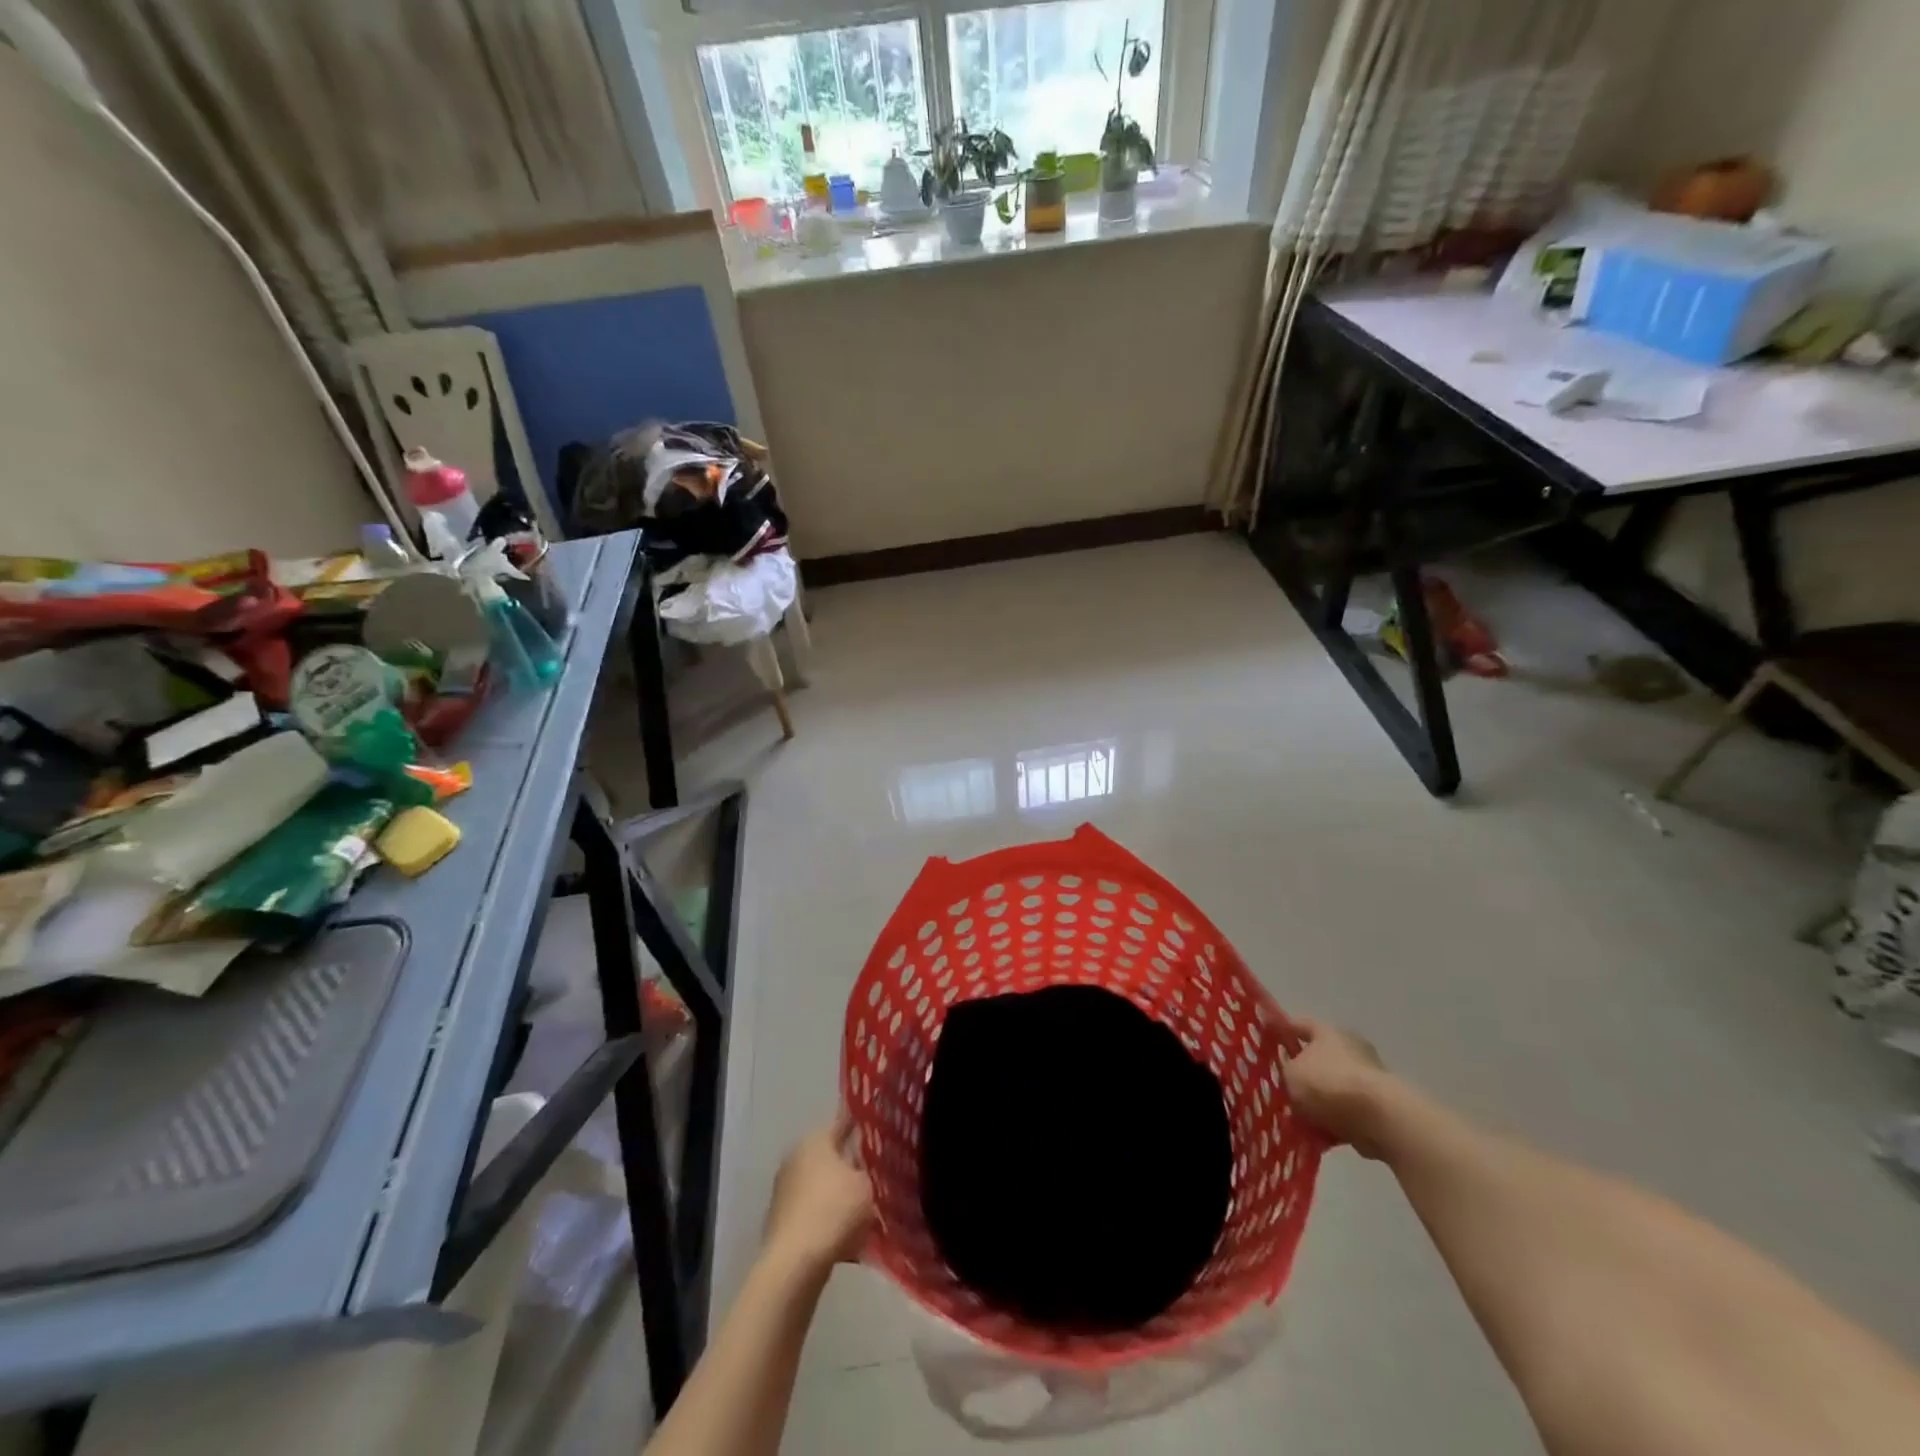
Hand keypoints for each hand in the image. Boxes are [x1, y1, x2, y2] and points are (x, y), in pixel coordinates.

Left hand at [763, 1108, 875, 1274]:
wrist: (794, 1264)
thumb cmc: (834, 1211)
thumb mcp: (866, 1184)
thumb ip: (869, 1170)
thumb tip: (864, 1168)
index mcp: (815, 1139)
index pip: (843, 1124)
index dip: (863, 1130)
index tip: (881, 1138)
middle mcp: (795, 1157)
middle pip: (831, 1157)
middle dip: (851, 1167)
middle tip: (876, 1179)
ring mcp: (784, 1190)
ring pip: (822, 1186)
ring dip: (839, 1196)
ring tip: (865, 1211)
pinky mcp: (781, 1220)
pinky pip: (813, 1212)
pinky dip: (827, 1219)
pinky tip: (846, 1235)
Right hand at [1283, 1018, 1391, 1157]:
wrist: (1379, 1118)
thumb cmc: (1328, 1084)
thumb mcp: (1291, 1074)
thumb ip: (1287, 1073)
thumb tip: (1293, 1078)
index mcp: (1327, 1032)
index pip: (1300, 1025)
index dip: (1284, 1033)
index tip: (1270, 1043)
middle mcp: (1350, 1048)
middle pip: (1319, 1058)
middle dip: (1304, 1074)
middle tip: (1286, 1088)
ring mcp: (1368, 1078)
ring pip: (1334, 1088)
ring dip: (1320, 1103)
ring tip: (1300, 1120)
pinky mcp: (1379, 1107)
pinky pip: (1348, 1113)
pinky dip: (1335, 1122)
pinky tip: (1319, 1136)